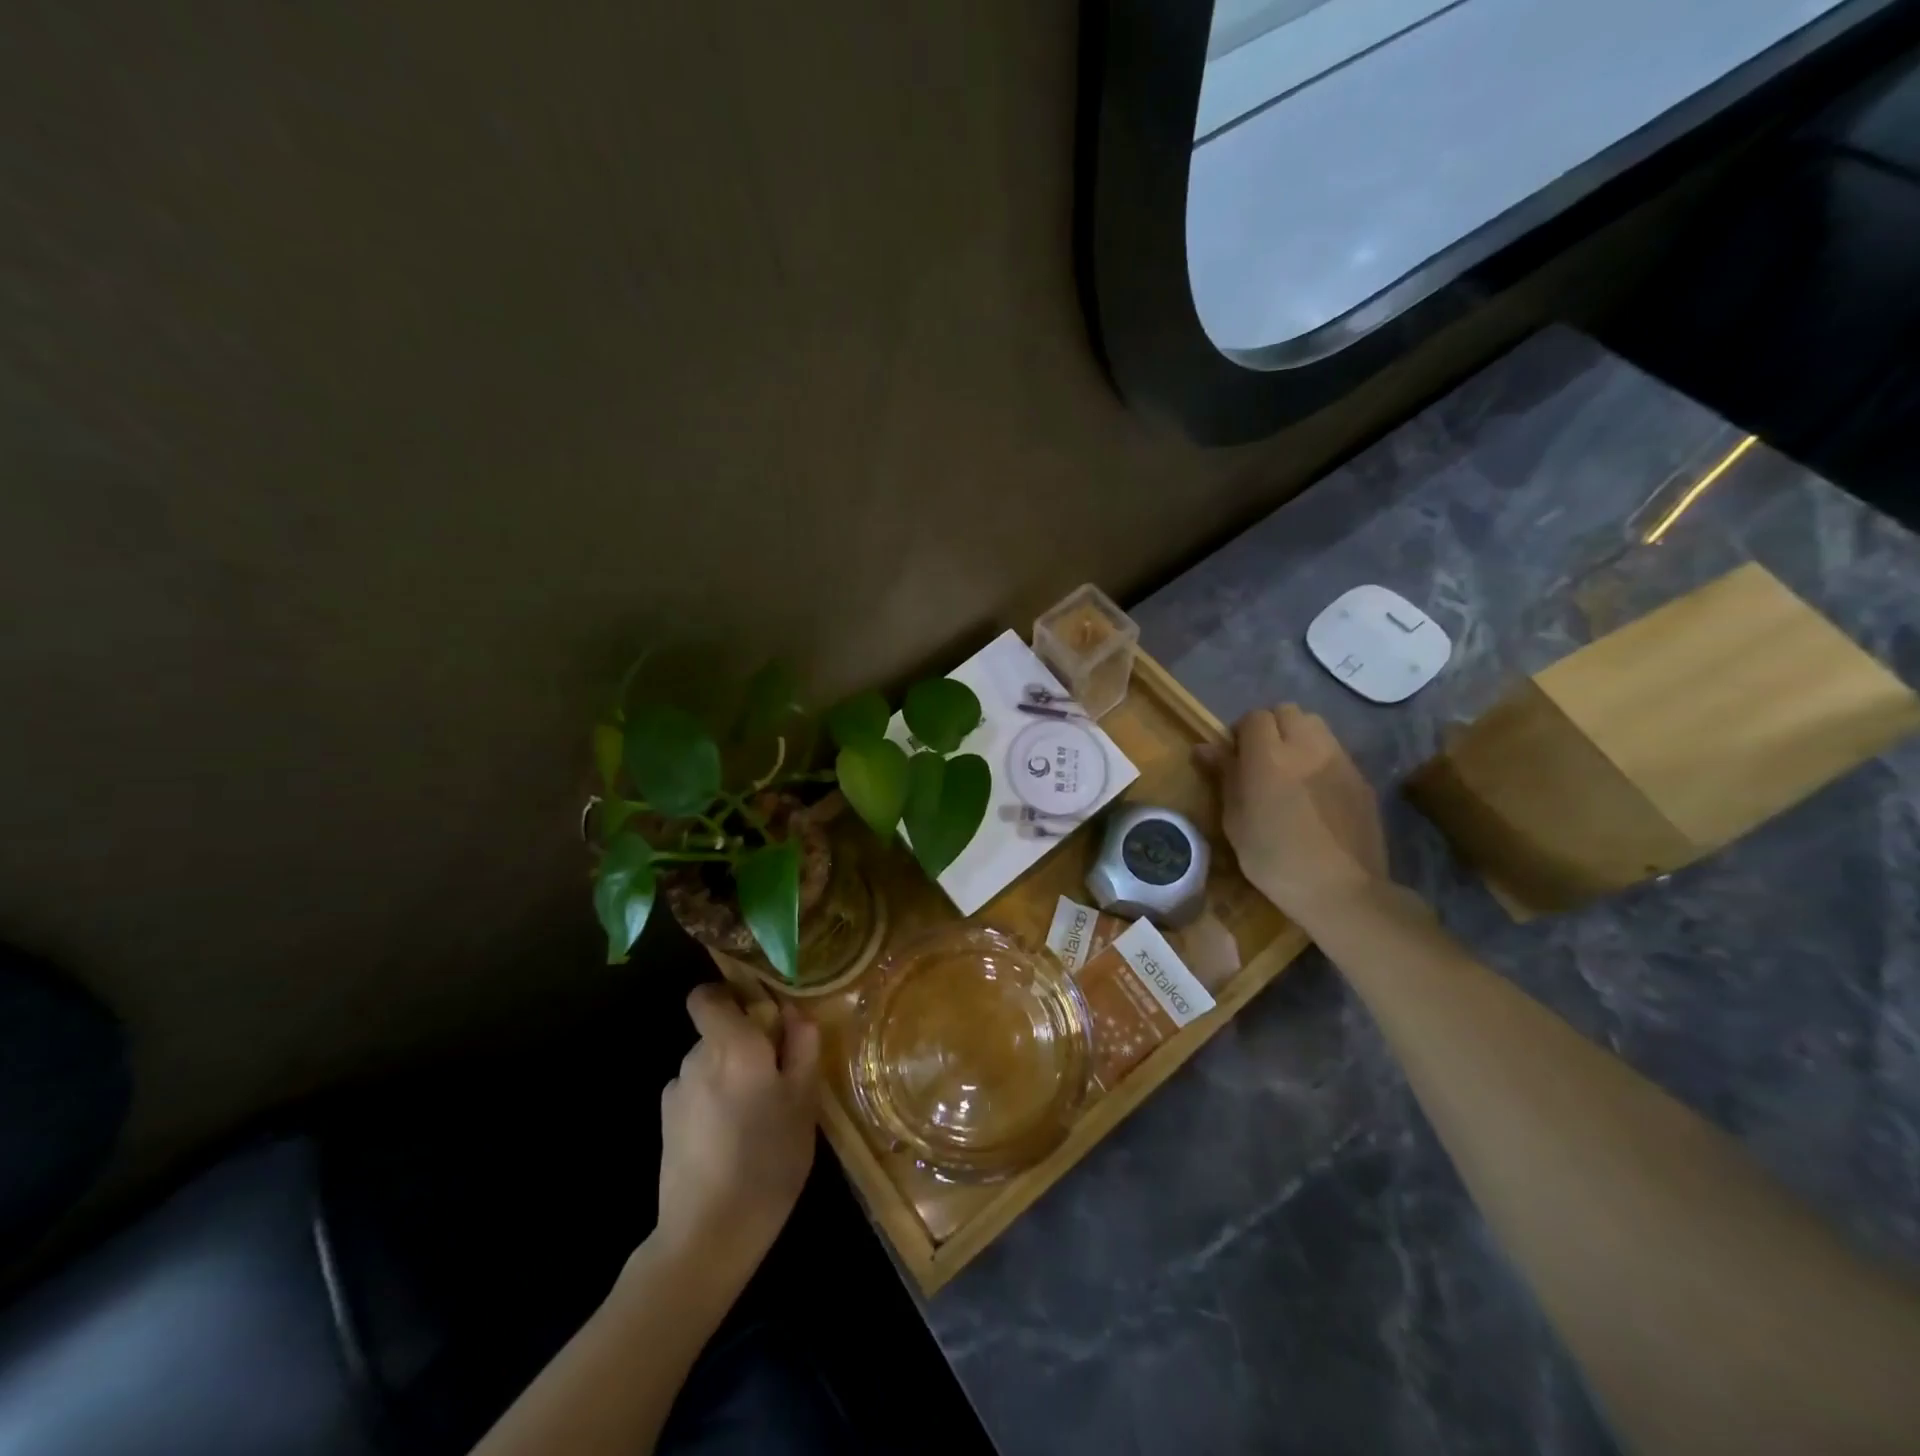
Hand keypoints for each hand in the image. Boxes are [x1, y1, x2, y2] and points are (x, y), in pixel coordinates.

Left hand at [652, 984, 820, 1291]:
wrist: (709, 1233)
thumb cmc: (769, 1158)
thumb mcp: (804, 1099)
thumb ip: (802, 1046)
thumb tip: (792, 1012)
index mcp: (732, 1044)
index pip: (707, 996)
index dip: (729, 997)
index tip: (759, 1016)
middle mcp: (696, 1058)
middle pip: (718, 1032)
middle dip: (745, 1045)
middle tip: (778, 1079)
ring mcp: (676, 1092)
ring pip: (709, 1065)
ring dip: (731, 1076)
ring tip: (758, 1117)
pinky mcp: (666, 1125)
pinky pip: (696, 1095)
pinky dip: (714, 1104)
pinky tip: (732, 1140)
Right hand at [1195, 704, 1387, 923]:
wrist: (1341, 889)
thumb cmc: (1273, 858)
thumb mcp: (1235, 820)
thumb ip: (1224, 776)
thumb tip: (1205, 748)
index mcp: (1268, 756)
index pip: (1254, 717)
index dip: (1241, 732)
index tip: (1235, 758)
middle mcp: (1307, 747)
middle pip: (1287, 712)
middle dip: (1271, 727)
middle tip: (1262, 760)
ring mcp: (1340, 760)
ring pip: (1315, 726)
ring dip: (1298, 738)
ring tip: (1290, 772)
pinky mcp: (1361, 778)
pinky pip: (1335, 752)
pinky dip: (1320, 759)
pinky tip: (1315, 793)